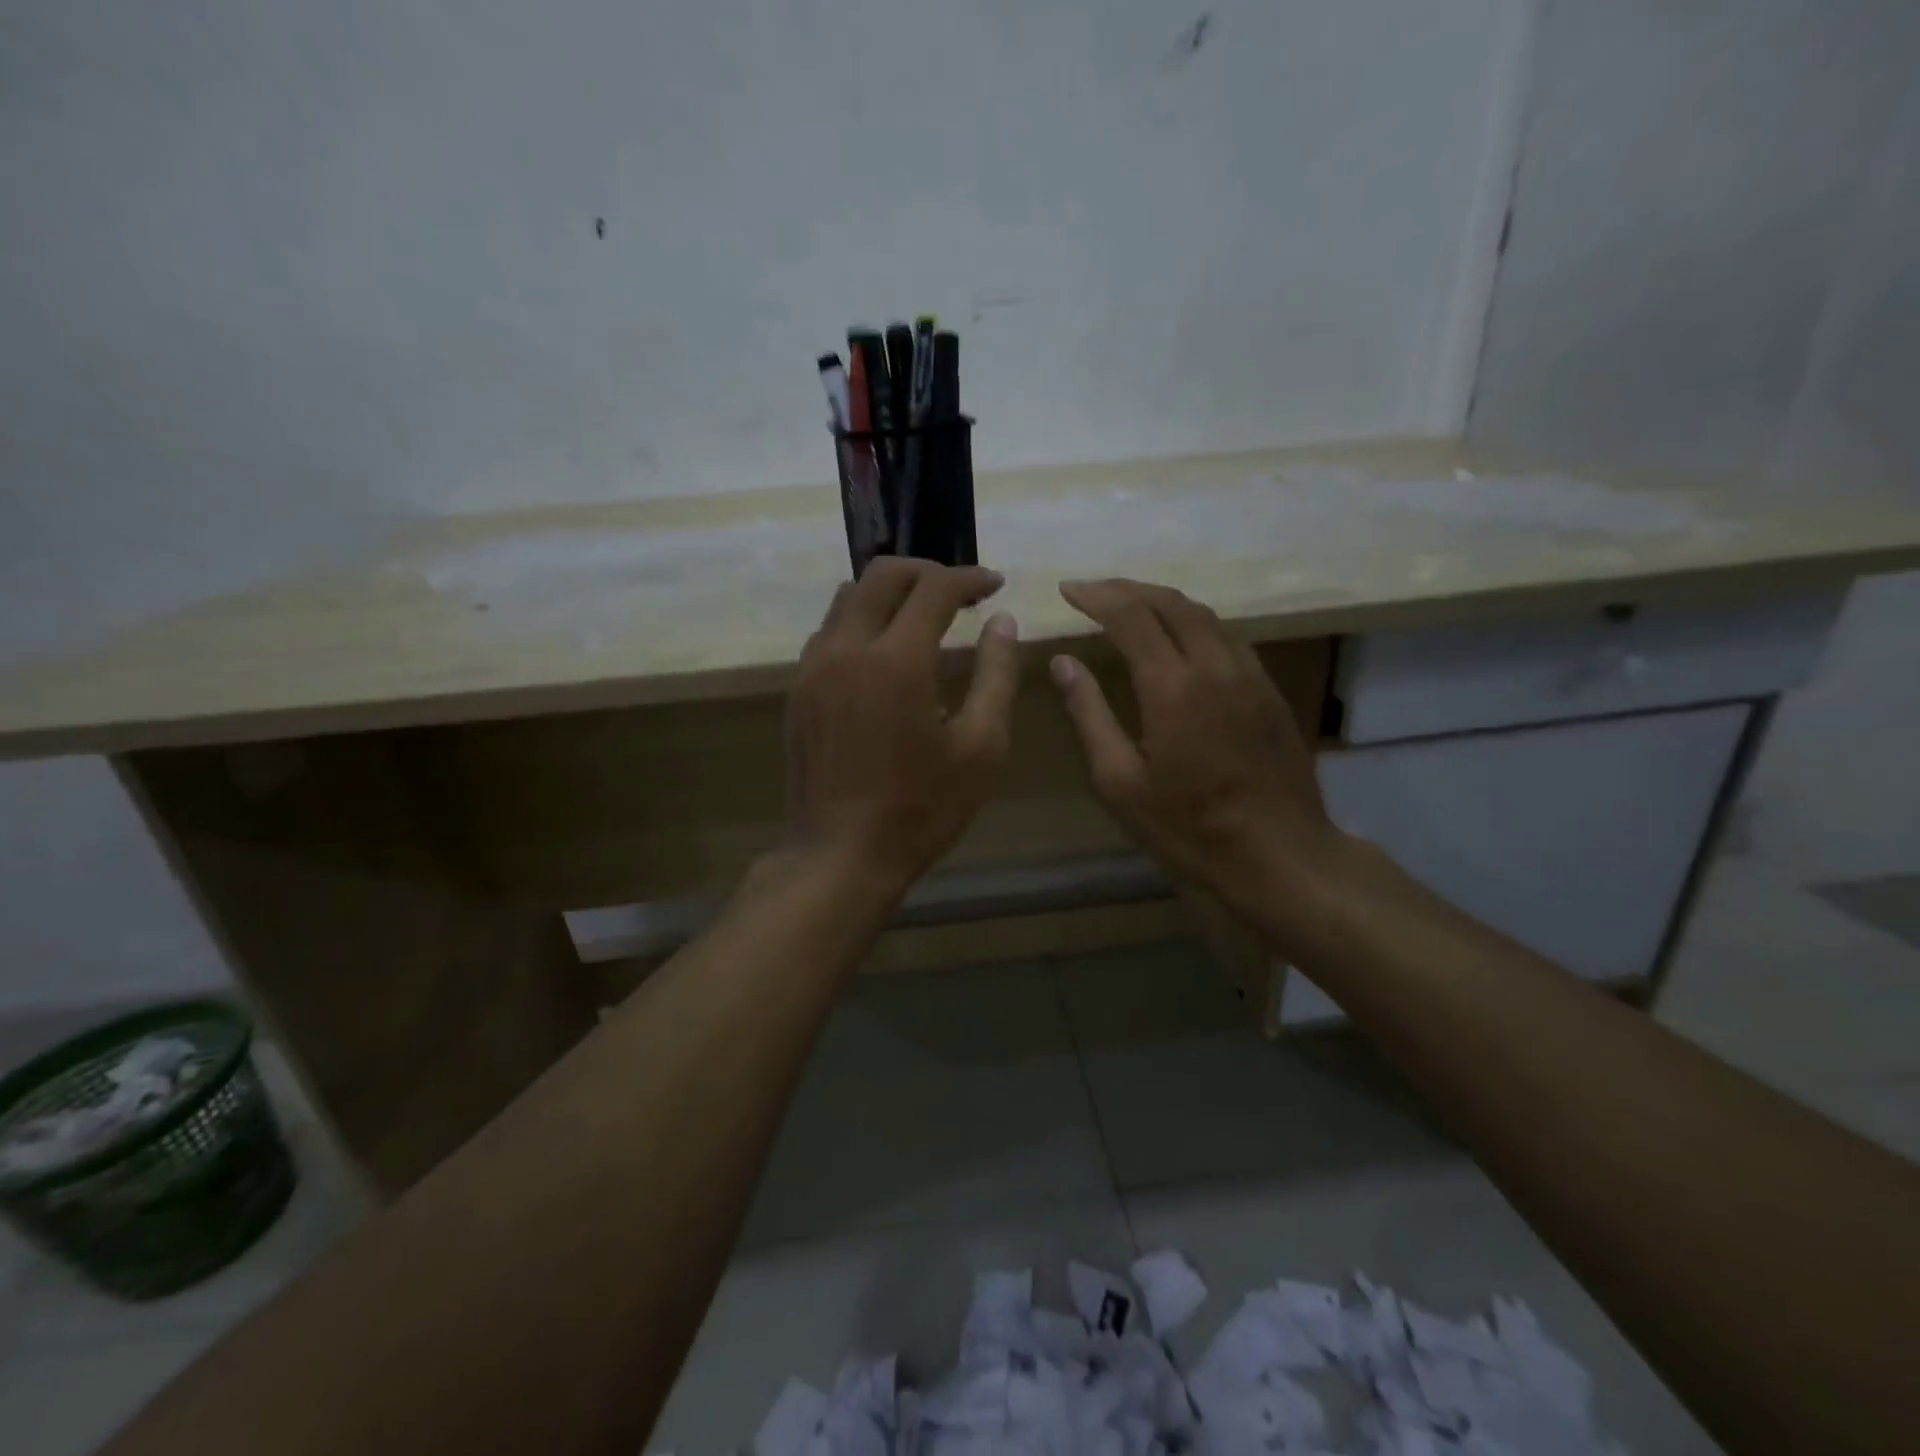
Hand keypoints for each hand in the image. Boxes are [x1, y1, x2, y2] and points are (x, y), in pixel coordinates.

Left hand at [784, 558, 1019, 895]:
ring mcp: (814, 668)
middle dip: (926, 572)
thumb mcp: (981, 747)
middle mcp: (848, 648)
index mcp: (897, 659)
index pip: (935, 588)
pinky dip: (861, 622)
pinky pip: (829, 631)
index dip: (970, 578)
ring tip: (922, 619)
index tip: (995, 585)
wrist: (840, 856)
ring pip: (848, 598)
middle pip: (882, 575)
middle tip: (959, 594)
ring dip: (889, 594)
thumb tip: (1002, 623)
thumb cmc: (922, 809)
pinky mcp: (798, 690)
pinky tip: (884, 655)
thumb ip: (997, 675)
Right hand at [1049, 579, 1340, 930]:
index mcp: (1173, 687)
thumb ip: (1089, 715)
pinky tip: (1178, 639)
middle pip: (1170, 602)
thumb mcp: (1120, 782)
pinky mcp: (1268, 690)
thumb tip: (1063, 663)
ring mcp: (1249, 675)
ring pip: (1203, 614)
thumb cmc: (1189, 827)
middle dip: (1127, 588)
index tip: (1067, 590)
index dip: (1096, 596)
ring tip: (1129, 605)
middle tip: (1093, 591)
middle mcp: (1215, 666)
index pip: (1130, 616)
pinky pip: (1226, 636)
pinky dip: (1192, 622)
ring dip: (1161, 600)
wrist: (1280, 854)